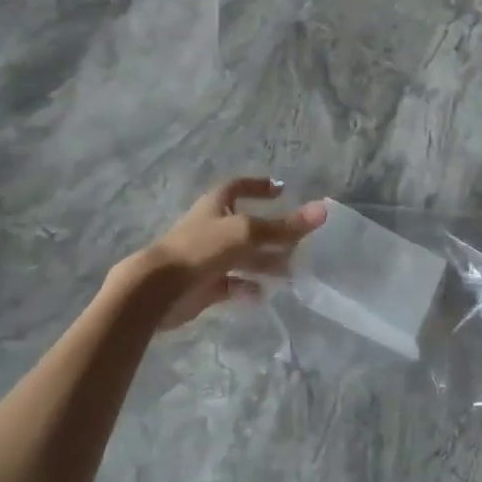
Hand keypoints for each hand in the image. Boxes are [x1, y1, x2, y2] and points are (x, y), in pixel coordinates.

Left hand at [124, 178, 326, 330]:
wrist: (158, 289)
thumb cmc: (201, 249)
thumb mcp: (247, 233)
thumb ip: (284, 226)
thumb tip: (323, 210)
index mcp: (215, 206)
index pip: (238, 187)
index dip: (259, 186)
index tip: (282, 191)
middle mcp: (211, 229)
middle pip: (246, 227)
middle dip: (271, 234)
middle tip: (296, 243)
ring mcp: (206, 258)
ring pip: (241, 258)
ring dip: (264, 263)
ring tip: (288, 273)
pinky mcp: (203, 286)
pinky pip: (231, 285)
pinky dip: (246, 288)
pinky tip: (260, 295)